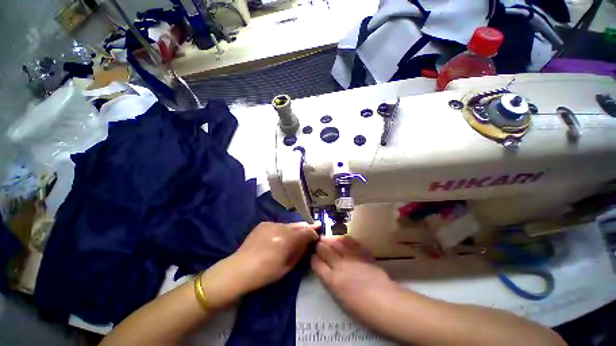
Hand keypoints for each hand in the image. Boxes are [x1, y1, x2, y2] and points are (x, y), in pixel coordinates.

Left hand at [201, 222, 319, 309]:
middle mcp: (279, 227)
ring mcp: (270, 224)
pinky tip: (278, 237)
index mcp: (286, 239)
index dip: (313, 232)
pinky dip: (282, 230)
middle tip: (311, 229)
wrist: (239, 269)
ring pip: (288, 224)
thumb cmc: (265, 273)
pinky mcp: (263, 224)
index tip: (316, 235)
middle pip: (297, 225)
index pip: (305, 231)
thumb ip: (300, 251)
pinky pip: (277, 225)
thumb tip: (308, 242)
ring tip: (294, 235)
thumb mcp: (287, 266)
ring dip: (293, 229)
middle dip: (305, 228)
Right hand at [311, 237, 399, 325]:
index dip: (313, 257)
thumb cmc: (362, 310)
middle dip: (319, 245)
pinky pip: (350, 241)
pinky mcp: (362, 253)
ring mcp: (351, 257)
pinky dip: (344, 239)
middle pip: (324, 249)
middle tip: (319, 244)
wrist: (386, 303)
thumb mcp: (340, 298)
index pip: (316, 263)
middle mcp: (339, 265)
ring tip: (328, 239)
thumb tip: (327, 271)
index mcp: (332, 280)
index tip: (313, 256)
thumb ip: (331, 282)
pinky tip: (342, 239)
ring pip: (335, 242)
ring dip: (330, 239)